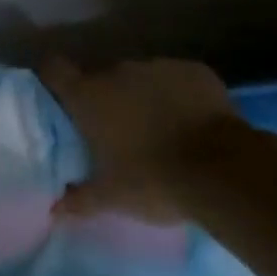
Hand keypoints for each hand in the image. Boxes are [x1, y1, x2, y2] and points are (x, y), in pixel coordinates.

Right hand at [39, 57, 248, 222]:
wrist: (222, 169)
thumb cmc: (154, 180)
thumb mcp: (112, 197)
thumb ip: (79, 199)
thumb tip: (54, 208)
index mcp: (89, 96)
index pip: (54, 70)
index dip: (54, 81)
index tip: (60, 98)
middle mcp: (118, 71)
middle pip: (101, 78)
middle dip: (107, 100)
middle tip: (117, 133)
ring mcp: (158, 66)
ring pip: (140, 78)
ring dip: (143, 97)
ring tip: (160, 130)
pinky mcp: (194, 70)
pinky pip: (177, 79)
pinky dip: (178, 95)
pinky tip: (191, 122)